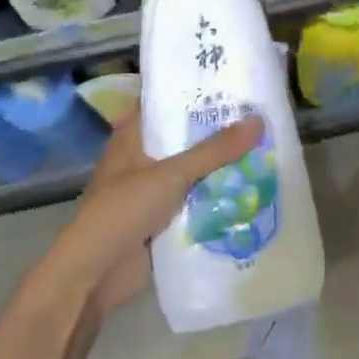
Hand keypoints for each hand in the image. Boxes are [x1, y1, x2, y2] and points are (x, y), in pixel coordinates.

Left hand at [45, 111, 263, 315]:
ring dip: (218, 170)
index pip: (164, 105)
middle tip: (258, 119)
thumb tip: (258, 120)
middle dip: (216, 135)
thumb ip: (214, 150)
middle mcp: (141, 161)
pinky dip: (214, 201)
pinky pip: (193, 205)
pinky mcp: (160, 222)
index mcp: (132, 138)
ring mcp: (150, 193)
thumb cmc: (125, 209)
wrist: (96, 273)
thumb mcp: (172, 173)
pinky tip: (248, 193)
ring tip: (262, 152)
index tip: (229, 86)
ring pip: (191, 174)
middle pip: (183, 141)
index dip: (193, 95)